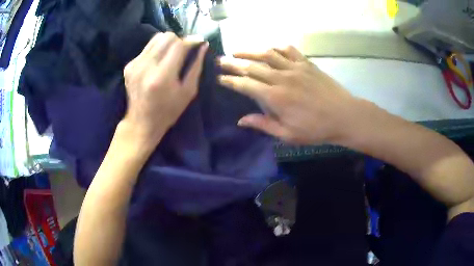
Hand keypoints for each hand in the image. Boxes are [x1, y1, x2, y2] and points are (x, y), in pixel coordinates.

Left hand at [122, 32, 207, 147]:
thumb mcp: (188, 92)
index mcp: (162, 75)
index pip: (179, 45)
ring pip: (156, 38)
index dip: (191, 40)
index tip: (200, 41)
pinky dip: (156, 50)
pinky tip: (158, 63)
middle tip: (185, 50)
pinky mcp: (129, 66)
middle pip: (167, 37)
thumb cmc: (168, 111)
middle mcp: (146, 66)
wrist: (141, 122)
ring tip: (172, 54)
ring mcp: (135, 65)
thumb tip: (203, 46)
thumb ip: (196, 66)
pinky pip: (147, 48)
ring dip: (167, 43)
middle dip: (179, 40)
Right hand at [218, 46, 363, 144]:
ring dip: (250, 52)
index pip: (246, 85)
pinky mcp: (307, 64)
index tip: (220, 78)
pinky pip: (288, 50)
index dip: (231, 81)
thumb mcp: (288, 135)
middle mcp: (282, 78)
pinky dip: (277, 48)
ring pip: (267, 54)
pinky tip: (270, 49)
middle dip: (233, 63)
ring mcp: (295, 68)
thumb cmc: (316, 129)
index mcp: (275, 97)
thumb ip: (263, 125)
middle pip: (252, 67)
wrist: (344, 116)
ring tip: (237, 51)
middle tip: (221, 60)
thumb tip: (241, 120)